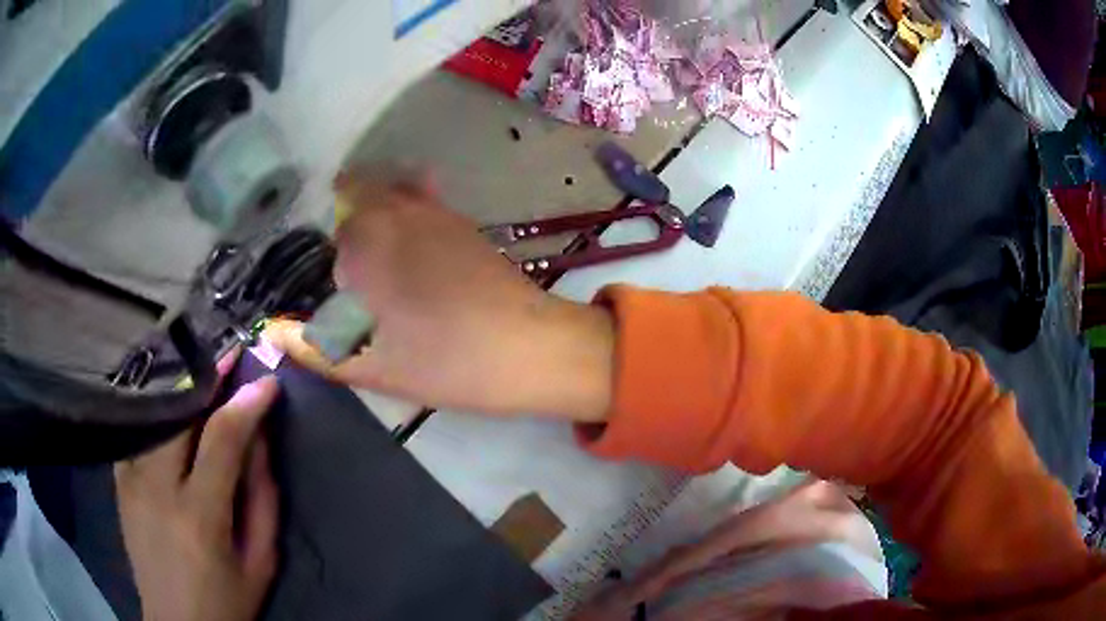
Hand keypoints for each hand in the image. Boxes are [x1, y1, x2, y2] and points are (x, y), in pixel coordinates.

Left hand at [115, 354, 279, 620]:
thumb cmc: (226, 600)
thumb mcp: (259, 561)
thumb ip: (262, 498)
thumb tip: (260, 438)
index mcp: (199, 516)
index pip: (222, 439)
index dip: (247, 403)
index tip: (268, 382)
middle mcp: (156, 487)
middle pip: (179, 412)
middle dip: (208, 378)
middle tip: (232, 354)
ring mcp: (130, 479)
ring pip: (154, 413)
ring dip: (182, 389)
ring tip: (204, 372)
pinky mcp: (119, 480)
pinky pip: (137, 430)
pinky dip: (155, 410)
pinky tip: (169, 403)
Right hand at [266, 174, 614, 421]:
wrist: (529, 348)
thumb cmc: (444, 360)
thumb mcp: (369, 366)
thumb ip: (312, 347)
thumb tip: (270, 332)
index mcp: (366, 241)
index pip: (326, 226)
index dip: (320, 248)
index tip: (324, 277)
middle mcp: (398, 211)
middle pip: (356, 196)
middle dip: (342, 222)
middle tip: (343, 267)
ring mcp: (435, 211)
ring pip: (389, 192)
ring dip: (372, 210)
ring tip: (372, 257)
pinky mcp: (463, 223)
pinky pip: (422, 200)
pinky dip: (406, 208)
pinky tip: (409, 245)